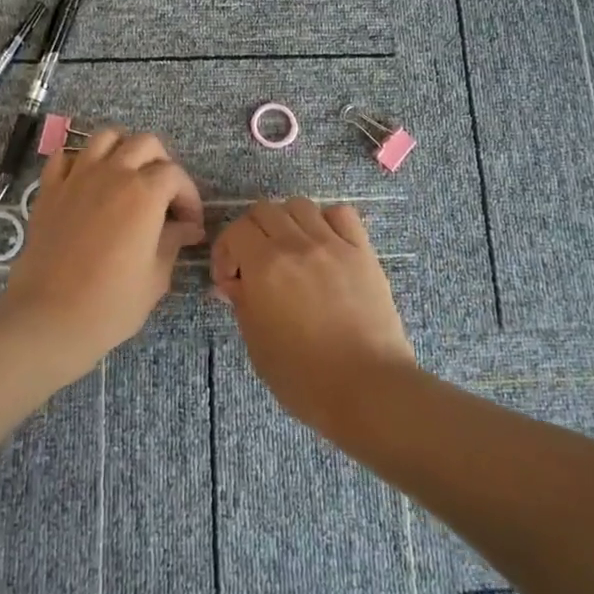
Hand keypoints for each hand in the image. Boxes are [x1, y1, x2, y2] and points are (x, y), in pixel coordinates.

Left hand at [0, 128, 205, 374]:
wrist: (48, 319)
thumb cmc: (111, 304)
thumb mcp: (155, 277)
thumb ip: (173, 242)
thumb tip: (188, 228)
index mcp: (145, 193)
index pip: (176, 175)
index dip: (189, 197)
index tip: (190, 223)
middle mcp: (113, 173)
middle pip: (145, 143)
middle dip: (161, 163)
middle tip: (163, 195)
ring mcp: (77, 177)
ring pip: (106, 137)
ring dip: (122, 150)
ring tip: (127, 177)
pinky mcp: (49, 189)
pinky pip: (65, 156)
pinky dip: (80, 161)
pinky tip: (87, 182)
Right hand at [211, 198, 415, 433]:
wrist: (368, 388)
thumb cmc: (305, 378)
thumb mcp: (258, 345)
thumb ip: (242, 303)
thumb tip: (234, 282)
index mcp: (265, 266)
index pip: (236, 230)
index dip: (225, 251)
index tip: (230, 279)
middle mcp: (297, 244)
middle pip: (265, 210)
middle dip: (252, 233)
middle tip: (255, 264)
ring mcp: (333, 243)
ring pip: (300, 206)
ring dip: (286, 223)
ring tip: (290, 252)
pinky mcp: (362, 250)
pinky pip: (341, 214)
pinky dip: (327, 221)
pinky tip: (325, 245)